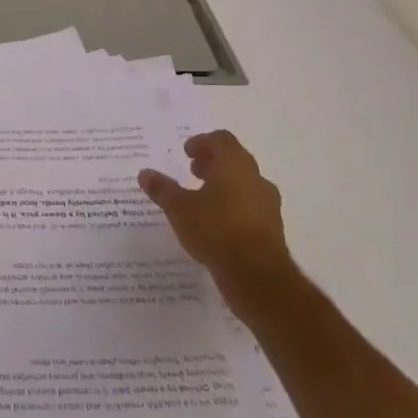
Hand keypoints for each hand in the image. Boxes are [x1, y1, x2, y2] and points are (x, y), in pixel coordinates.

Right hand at [139, 131, 295, 312]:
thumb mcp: (179, 208)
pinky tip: (217, 224)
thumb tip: (144, 173)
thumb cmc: (216, 230)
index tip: (187, 153)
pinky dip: (234, 207)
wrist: (258, 277)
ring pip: (244, 184)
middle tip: (193, 172)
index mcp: (235, 164)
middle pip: (234, 160)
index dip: (202, 142)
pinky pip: (251, 207)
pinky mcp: (272, 229)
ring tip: (202, 200)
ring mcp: (268, 204)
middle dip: (213, 163)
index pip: (221, 140)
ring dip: (224, 185)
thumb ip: (162, 189)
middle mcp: (256, 179)